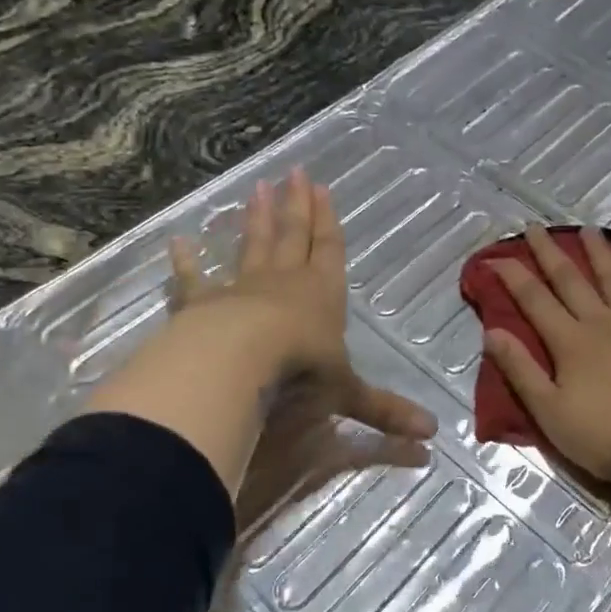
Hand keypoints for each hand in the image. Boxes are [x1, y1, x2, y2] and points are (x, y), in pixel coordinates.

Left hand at [163, 169, 434, 523]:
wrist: (239, 363)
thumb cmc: (300, 371)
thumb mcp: (347, 395)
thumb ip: (384, 413)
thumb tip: (432, 439)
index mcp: (322, 296)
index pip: (329, 250)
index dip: (327, 221)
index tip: (322, 188)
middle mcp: (284, 283)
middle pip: (293, 235)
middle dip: (295, 205)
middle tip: (294, 172)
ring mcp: (241, 289)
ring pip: (252, 246)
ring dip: (255, 219)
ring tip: (256, 188)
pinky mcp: (203, 304)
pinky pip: (193, 279)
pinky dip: (186, 262)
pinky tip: (178, 241)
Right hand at [482, 225, 610, 601]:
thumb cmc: (608, 437)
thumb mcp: (550, 412)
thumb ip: (520, 370)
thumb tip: (491, 331)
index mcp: (570, 341)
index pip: (534, 300)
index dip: (512, 276)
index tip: (494, 256)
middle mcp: (603, 322)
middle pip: (571, 280)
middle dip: (550, 252)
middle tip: (536, 226)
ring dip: (601, 252)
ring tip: (590, 228)